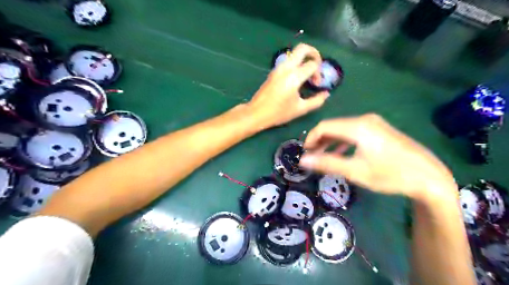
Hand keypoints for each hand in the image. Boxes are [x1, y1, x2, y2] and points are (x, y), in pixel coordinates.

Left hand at [246, 42, 330, 127]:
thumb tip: (326, 94)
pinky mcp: (273, 71)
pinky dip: (296, 64)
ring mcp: (278, 68)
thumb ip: (316, 101)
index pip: (312, 64)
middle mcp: (286, 68)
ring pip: (294, 53)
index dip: (319, 73)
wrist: (256, 113)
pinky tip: (297, 78)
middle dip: (314, 53)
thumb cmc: (278, 113)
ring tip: (307, 74)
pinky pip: (288, 61)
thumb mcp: (300, 109)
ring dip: (304, 59)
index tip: (317, 84)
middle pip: (303, 48)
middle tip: (317, 66)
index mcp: (294, 77)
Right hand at [299, 114, 455, 200]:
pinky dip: (343, 142)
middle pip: (333, 126)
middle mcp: (364, 120)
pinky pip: (354, 132)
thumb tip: (302, 160)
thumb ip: (326, 163)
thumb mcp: (355, 171)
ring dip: (330, 142)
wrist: (429, 177)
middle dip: (319, 141)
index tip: (305, 153)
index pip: (324, 126)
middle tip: (312, 157)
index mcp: (357, 126)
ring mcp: (374, 123)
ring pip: (343, 129)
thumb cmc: (390, 174)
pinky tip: (341, 153)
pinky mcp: (380, 130)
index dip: (311, 138)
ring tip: (323, 157)